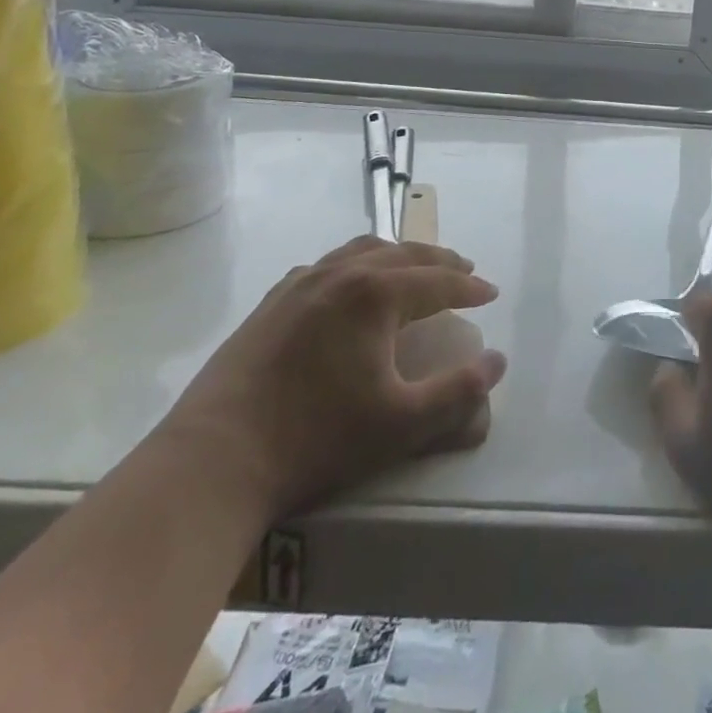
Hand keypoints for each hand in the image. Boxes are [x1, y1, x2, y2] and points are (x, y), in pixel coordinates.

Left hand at [158, 235, 505, 524]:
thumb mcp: (402, 424)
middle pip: (404, 254)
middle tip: (464, 271)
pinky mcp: (271, 302)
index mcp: (376, 294)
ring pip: (362, 250)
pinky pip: (325, 265)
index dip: (469, 287)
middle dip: (440, 261)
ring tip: (415, 267)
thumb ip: (460, 391)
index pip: (438, 281)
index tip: (491, 293)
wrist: (214, 462)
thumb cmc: (316, 441)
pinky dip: (354, 264)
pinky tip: (350, 285)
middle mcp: (341, 274)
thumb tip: (498, 359)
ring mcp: (300, 283)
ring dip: (398, 255)